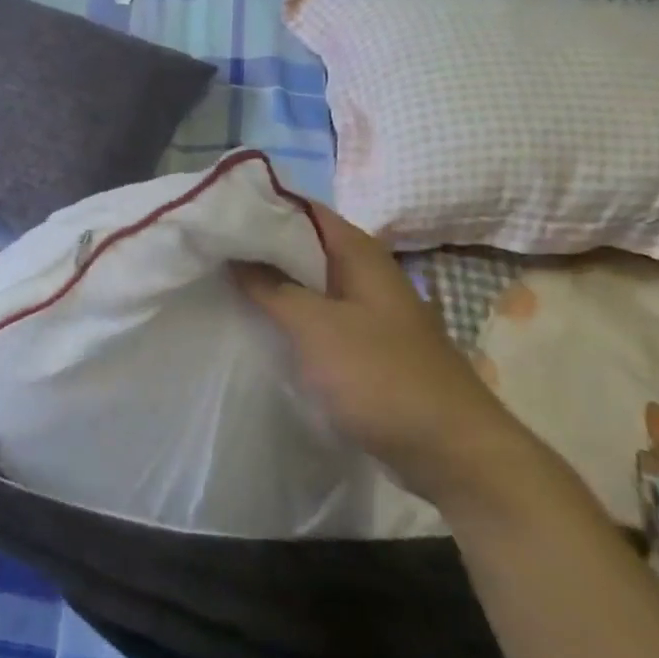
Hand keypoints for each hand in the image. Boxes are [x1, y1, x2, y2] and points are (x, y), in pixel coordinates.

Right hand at [234, 204, 541, 511]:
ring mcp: (366, 312)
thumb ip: (272, 287)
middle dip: (258, 247)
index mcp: (359, 254)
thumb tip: (235, 255)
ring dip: (270, 284)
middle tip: (208, 249)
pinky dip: (287, 317)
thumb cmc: (382, 376)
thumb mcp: (316, 327)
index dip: (260, 206)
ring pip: (308, 284)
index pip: (303, 210)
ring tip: (220, 282)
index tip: (216, 213)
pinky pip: (316, 318)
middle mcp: (364, 274)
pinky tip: (255, 326)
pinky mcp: (363, 346)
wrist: (450, 451)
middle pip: (303, 246)